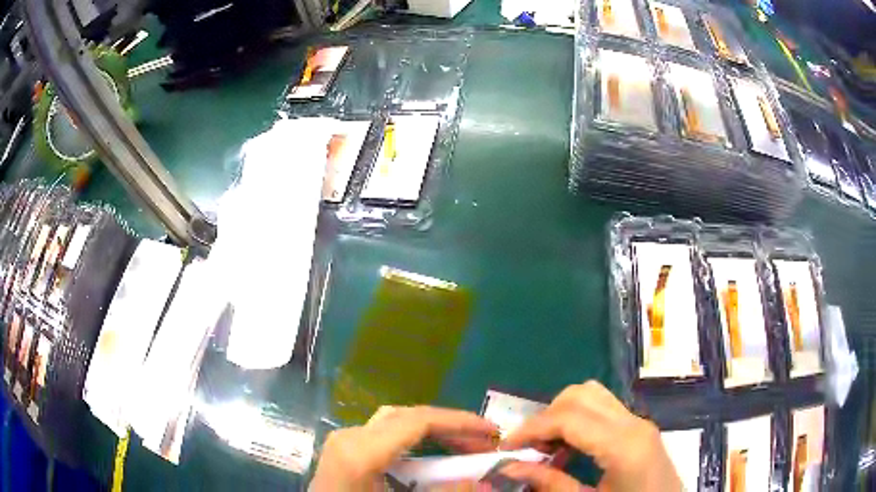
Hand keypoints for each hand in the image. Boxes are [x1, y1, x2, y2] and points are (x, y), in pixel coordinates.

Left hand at [311, 406, 498, 490]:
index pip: (418, 421)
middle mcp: (350, 436)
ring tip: (463, 447)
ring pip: (396, 422)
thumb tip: (486, 484)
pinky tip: (430, 455)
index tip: (493, 432)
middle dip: (451, 426)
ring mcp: (344, 440)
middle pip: (408, 417)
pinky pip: (384, 434)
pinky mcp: (344, 448)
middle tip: (484, 443)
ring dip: (433, 431)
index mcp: (360, 452)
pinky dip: (414, 440)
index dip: (460, 422)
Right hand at [500, 381, 681, 491]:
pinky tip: (570, 450)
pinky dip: (578, 421)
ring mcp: (640, 423)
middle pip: (581, 395)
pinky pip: (603, 410)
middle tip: (528, 448)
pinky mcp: (640, 429)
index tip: (506, 447)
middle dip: (546, 417)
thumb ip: (550, 484)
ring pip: (593, 395)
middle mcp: (634, 424)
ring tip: (547, 448)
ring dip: (562, 415)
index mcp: (624, 445)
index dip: (531, 429)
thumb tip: (509, 467)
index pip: (569, 417)